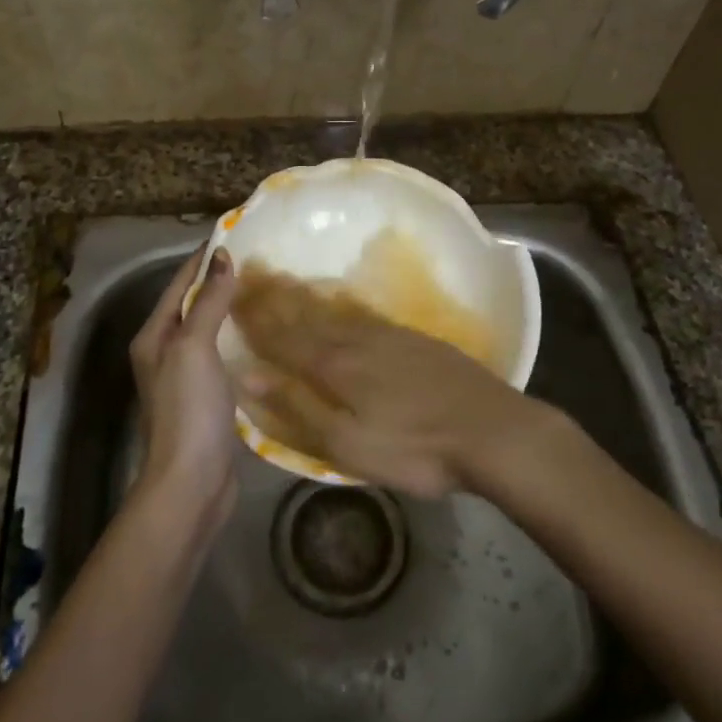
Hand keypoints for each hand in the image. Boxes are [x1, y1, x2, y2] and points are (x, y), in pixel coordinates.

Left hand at [130, 248, 239, 530]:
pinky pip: (224, 356)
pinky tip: (264, 335)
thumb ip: (208, 301)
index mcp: (154, 336)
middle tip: (259, 260)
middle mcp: (165, 352)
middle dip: (220, 281)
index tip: (235, 234)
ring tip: (266, 290)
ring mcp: (186, 378)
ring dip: (231, 310)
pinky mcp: (208, 399)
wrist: (192, 482)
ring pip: (210, 331)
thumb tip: (222, 257)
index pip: (180, 283)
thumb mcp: (194, 347)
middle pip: (194, 305)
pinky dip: (240, 340)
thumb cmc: (188, 409)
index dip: (204, 258)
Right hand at [231, 264, 551, 497]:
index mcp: (334, 366)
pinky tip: (338, 303)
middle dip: (274, 296)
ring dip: (303, 296)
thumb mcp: (348, 444)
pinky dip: (338, 304)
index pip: (282, 337)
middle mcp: (355, 341)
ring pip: (333, 311)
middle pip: (306, 315)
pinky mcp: (413, 339)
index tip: (230, 295)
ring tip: (282, 280)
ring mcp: (388, 335)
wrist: (491, 429)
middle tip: (249, 273)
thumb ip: (297, 408)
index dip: (254, 319)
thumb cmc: (414, 448)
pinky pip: (361, 313)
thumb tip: (248, 375)